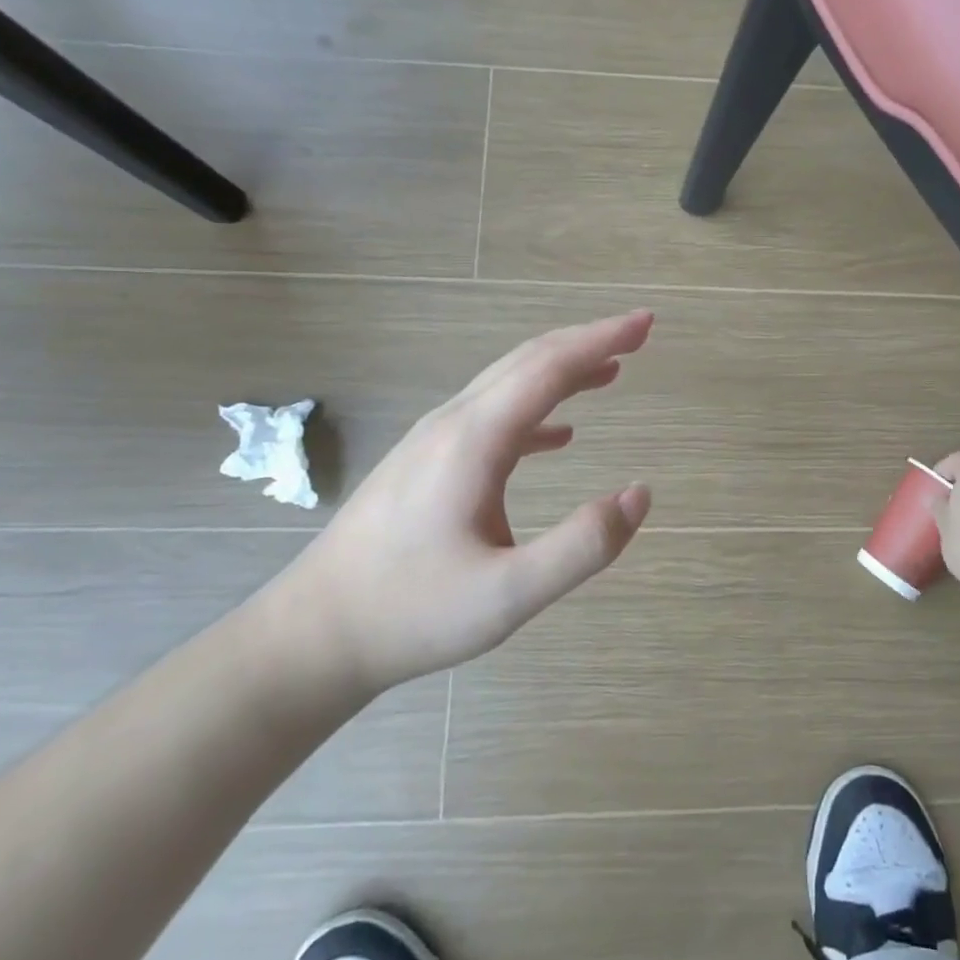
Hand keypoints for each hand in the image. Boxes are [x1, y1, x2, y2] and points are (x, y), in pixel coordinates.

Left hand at [280, 311, 654, 695]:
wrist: (313, 635)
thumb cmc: (412, 613)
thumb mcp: (509, 595)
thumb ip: (582, 546)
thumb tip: (641, 494)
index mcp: (474, 440)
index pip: (549, 368)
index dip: (602, 339)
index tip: (646, 323)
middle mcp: (453, 424)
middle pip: (528, 361)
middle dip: (587, 342)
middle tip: (638, 334)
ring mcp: (433, 441)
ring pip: (508, 385)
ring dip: (563, 371)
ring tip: (610, 372)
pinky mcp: (426, 464)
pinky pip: (492, 417)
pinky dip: (536, 410)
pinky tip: (560, 434)